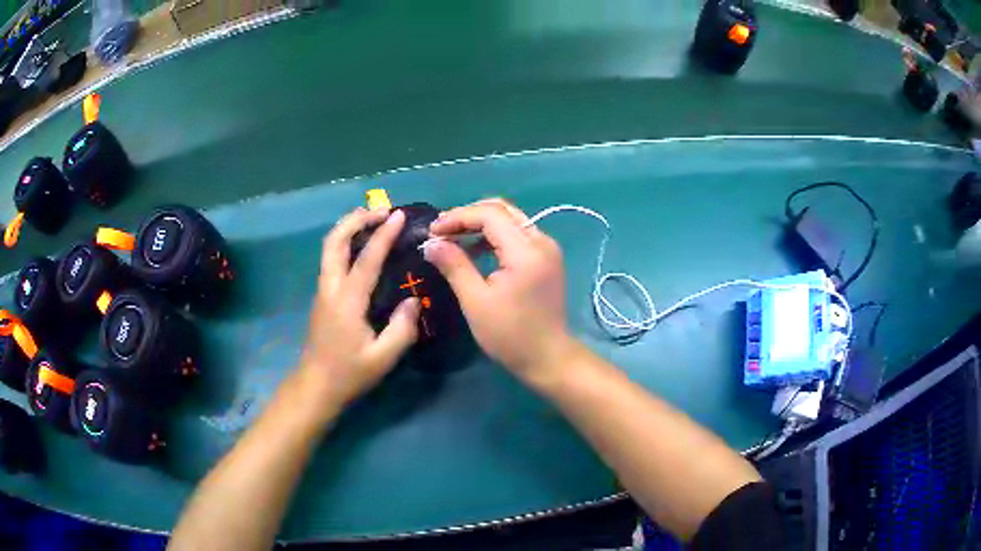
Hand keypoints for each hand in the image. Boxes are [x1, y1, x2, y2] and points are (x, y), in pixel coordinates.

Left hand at [301, 207, 420, 408]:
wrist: (316, 385)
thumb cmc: (349, 373)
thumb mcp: (383, 358)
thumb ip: (402, 329)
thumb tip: (412, 300)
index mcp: (347, 301)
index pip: (366, 259)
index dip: (383, 234)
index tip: (399, 215)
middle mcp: (330, 288)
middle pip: (334, 241)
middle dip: (355, 219)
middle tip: (380, 210)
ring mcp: (323, 291)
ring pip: (329, 247)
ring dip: (349, 227)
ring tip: (372, 219)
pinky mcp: (323, 296)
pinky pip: (331, 258)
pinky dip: (346, 241)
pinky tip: (362, 245)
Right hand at [424, 199, 573, 383]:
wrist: (548, 358)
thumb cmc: (510, 335)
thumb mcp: (476, 301)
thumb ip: (454, 266)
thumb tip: (430, 243)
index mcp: (526, 251)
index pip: (490, 215)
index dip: (458, 217)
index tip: (432, 231)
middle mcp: (541, 241)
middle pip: (502, 210)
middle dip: (468, 216)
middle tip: (441, 230)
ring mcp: (547, 249)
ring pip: (511, 220)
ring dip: (481, 224)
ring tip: (452, 238)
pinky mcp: (547, 259)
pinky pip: (518, 235)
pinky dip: (494, 237)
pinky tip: (475, 250)